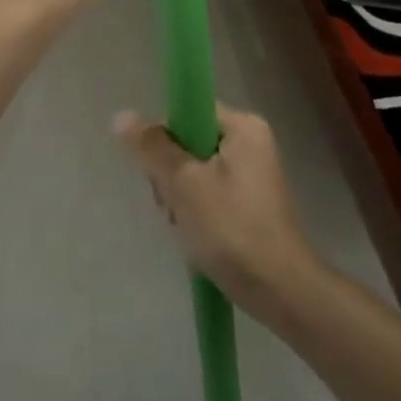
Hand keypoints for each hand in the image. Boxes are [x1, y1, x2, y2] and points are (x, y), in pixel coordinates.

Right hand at [116, 105, 319, 317]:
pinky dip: (196, 212)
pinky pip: (209, 193)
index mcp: (243, 126)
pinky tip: (195, 236)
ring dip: (180, 198)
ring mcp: (252, 174)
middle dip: (171, 175)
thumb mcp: (184, 184)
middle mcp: (251, 142)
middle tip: (173, 206)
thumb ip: (152, 148)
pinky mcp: (248, 203)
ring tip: (185, 227)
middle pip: (189, 141)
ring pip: (194, 171)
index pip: (189, 111)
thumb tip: (121, 116)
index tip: (159, 171)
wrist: (279, 290)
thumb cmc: (231, 228)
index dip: (166, 137)